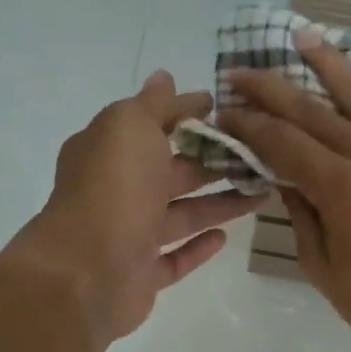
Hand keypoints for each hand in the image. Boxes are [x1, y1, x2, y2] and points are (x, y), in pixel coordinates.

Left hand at [9, 71, 265, 345]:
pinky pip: (174, 258)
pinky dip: (198, 246)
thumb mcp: (130, 125)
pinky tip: (225, 236)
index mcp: (107, 150)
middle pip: (171, 170)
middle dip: (212, 160)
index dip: (186, 114)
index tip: (227, 109)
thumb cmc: (113, 187)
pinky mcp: (141, 274)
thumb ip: (153, 104)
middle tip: (259, 153)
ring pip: (181, 214)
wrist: (87, 271)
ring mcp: (127, 234)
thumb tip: (164, 77)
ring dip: (219, 203)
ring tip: (263, 192)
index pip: (151, 124)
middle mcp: (115, 190)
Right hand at [219, 31, 350, 351]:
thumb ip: (302, 215)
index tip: (225, 110)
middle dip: (272, 88)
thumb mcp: (325, 269)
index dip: (248, 123)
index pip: (282, 141)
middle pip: (314, 110)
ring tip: (307, 38)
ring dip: (331, 66)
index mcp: (341, 186)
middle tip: (242, 71)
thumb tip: (284, 175)